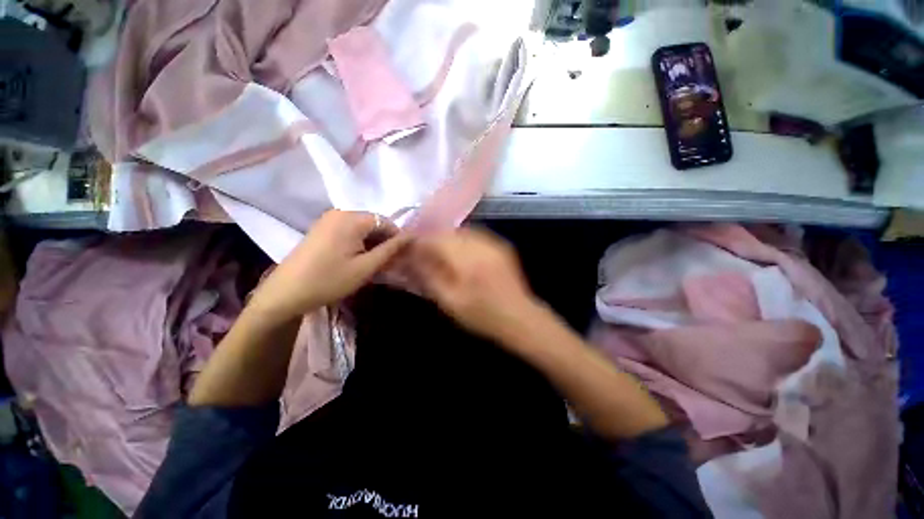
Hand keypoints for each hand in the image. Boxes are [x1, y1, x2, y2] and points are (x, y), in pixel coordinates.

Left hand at [249, 210, 409, 322]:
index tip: (400, 256)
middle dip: (384, 241)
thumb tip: (411, 236)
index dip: (396, 238)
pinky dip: (358, 242)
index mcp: (352, 218)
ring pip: (362, 228)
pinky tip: (357, 259)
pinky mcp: (321, 228)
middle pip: (373, 223)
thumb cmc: (330, 280)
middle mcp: (340, 212)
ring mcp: (328, 219)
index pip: (386, 221)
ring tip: (373, 263)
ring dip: (372, 243)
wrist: (285, 293)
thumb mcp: (366, 267)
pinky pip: (348, 231)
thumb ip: (390, 249)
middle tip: (387, 262)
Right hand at [406, 228, 541, 342]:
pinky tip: (462, 255)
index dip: (419, 241)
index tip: (409, 250)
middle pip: (448, 231)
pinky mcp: (501, 245)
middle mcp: (481, 243)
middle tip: (425, 253)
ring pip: (462, 231)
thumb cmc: (482, 315)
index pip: (435, 239)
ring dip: (448, 239)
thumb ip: (429, 276)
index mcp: (466, 259)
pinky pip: (476, 236)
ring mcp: (493, 242)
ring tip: (442, 254)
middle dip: (433, 239)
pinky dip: (463, 241)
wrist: (520, 318)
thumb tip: (411, 258)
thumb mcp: (450, 302)